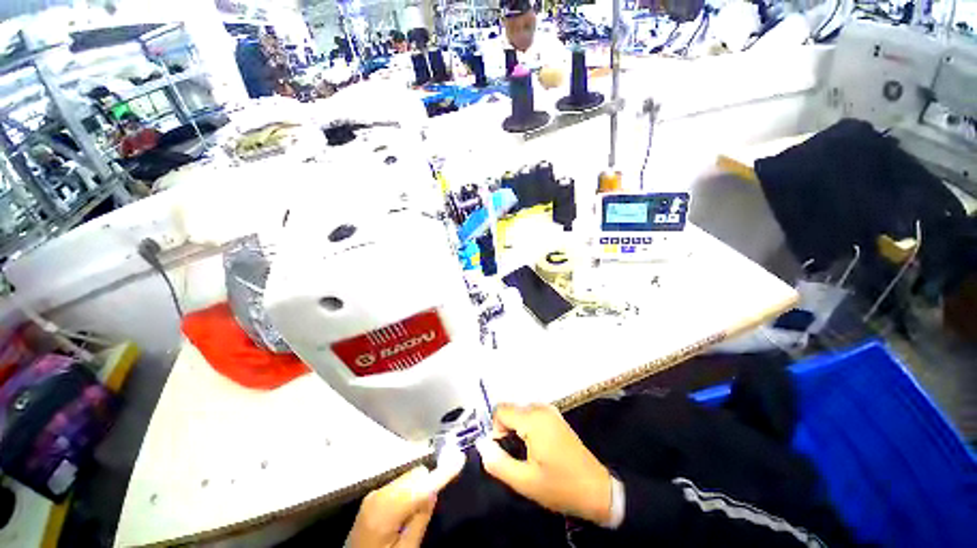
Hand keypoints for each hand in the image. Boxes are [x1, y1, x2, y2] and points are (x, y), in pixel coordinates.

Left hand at [347, 447, 463, 547]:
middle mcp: (379, 494)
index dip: (443, 472)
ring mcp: (374, 493)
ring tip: (413, 514)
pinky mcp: (374, 495)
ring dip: (419, 487)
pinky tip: (404, 511)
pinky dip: (409, 490)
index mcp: (385, 511)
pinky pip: (401, 483)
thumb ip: (420, 519)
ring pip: (409, 477)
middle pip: (416, 475)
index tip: (460, 458)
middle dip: (428, 484)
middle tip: (429, 508)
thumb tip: (434, 490)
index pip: (421, 485)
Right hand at [475, 403, 611, 524]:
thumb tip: (481, 444)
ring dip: (516, 429)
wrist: (597, 490)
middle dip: (505, 430)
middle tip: (514, 456)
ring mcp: (550, 411)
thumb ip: (498, 462)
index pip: (500, 410)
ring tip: (525, 454)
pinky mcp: (556, 417)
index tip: (503, 452)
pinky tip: (535, 448)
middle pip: (510, 410)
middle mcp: (541, 408)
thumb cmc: (560, 486)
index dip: (495, 430)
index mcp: (533, 419)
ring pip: (520, 412)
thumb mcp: (524, 482)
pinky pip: (531, 415)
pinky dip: (526, 427)